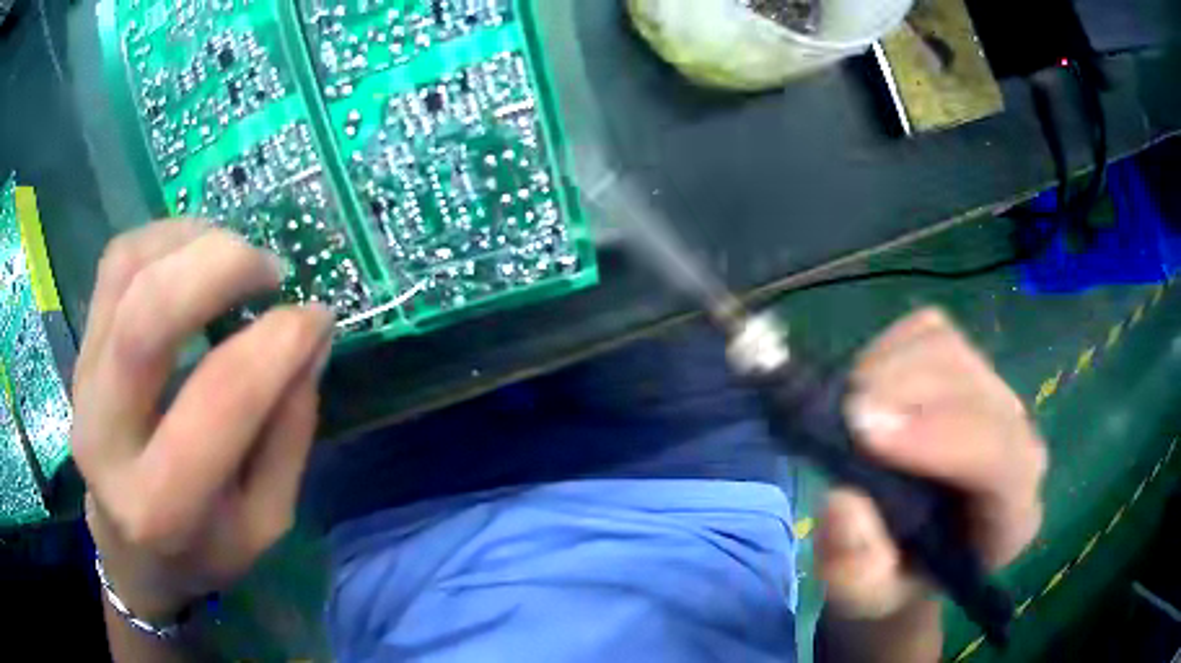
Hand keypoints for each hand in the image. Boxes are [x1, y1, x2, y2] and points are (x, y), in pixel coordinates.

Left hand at [71, 222, 334, 618]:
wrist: (130, 550)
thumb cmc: (203, 548)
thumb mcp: (266, 520)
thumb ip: (288, 432)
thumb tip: (311, 337)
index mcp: (164, 503)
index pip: (220, 398)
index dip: (277, 343)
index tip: (317, 317)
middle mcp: (107, 438)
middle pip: (147, 317)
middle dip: (221, 267)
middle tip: (269, 270)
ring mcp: (83, 385)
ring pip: (127, 272)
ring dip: (192, 243)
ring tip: (234, 258)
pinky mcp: (79, 352)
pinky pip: (115, 264)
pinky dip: (163, 239)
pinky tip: (194, 254)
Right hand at [818, 309, 1047, 620]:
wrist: (910, 552)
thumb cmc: (894, 579)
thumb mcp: (865, 598)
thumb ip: (856, 569)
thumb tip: (844, 502)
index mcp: (1012, 513)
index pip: (1000, 456)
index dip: (939, 436)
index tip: (864, 431)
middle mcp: (1018, 443)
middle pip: (973, 389)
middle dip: (905, 393)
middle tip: (841, 416)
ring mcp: (995, 395)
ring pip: (950, 350)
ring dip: (890, 369)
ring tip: (848, 409)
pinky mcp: (966, 365)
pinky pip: (929, 331)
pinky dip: (888, 349)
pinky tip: (868, 389)